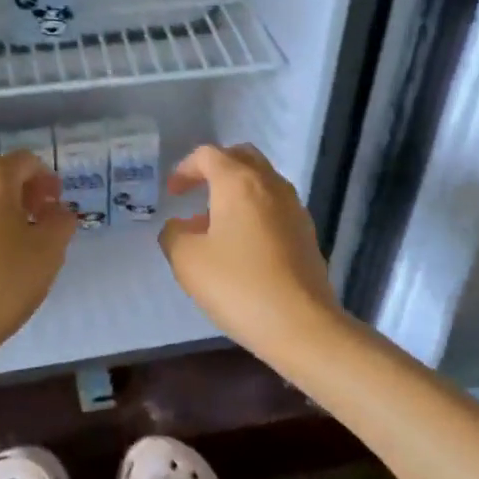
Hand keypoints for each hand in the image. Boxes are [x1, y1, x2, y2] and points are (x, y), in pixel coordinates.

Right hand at [157, 143, 345, 360]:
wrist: (300, 323)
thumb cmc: (238, 285)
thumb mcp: (187, 260)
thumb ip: (174, 235)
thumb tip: (180, 227)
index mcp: (239, 182)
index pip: (209, 155)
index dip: (185, 168)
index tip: (172, 193)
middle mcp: (271, 185)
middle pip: (242, 158)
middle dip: (216, 169)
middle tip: (197, 192)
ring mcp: (294, 208)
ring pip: (262, 182)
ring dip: (236, 192)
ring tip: (214, 224)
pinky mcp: (306, 233)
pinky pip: (274, 207)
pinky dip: (254, 211)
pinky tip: (241, 245)